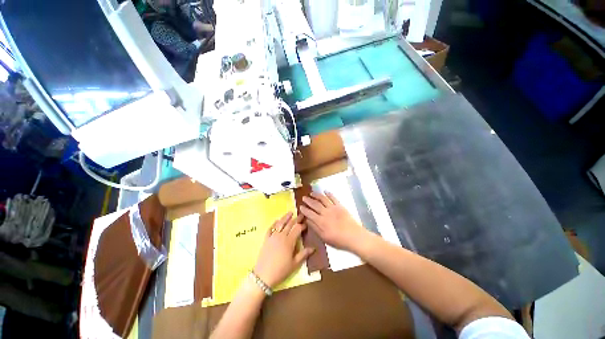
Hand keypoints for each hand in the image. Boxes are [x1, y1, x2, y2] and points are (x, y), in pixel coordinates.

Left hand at [253, 212, 314, 287]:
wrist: (263, 276)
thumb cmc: (281, 270)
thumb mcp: (294, 264)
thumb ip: (304, 254)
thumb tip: (313, 248)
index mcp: (289, 241)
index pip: (297, 229)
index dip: (302, 225)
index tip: (306, 224)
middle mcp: (281, 236)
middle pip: (290, 224)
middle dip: (296, 219)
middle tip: (300, 215)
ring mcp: (273, 236)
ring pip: (280, 224)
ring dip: (285, 217)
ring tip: (290, 212)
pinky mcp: (266, 239)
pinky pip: (270, 228)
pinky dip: (274, 223)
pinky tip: (276, 220)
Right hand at [300, 192, 368, 251]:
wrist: (354, 236)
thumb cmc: (338, 240)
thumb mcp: (324, 237)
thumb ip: (315, 228)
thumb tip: (307, 220)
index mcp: (321, 221)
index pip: (310, 213)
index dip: (304, 210)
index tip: (300, 206)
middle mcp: (325, 212)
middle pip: (315, 205)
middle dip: (308, 201)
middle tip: (304, 197)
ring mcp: (333, 208)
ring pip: (322, 199)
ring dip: (316, 195)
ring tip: (311, 193)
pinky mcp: (340, 206)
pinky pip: (333, 198)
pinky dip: (329, 194)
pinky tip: (325, 191)